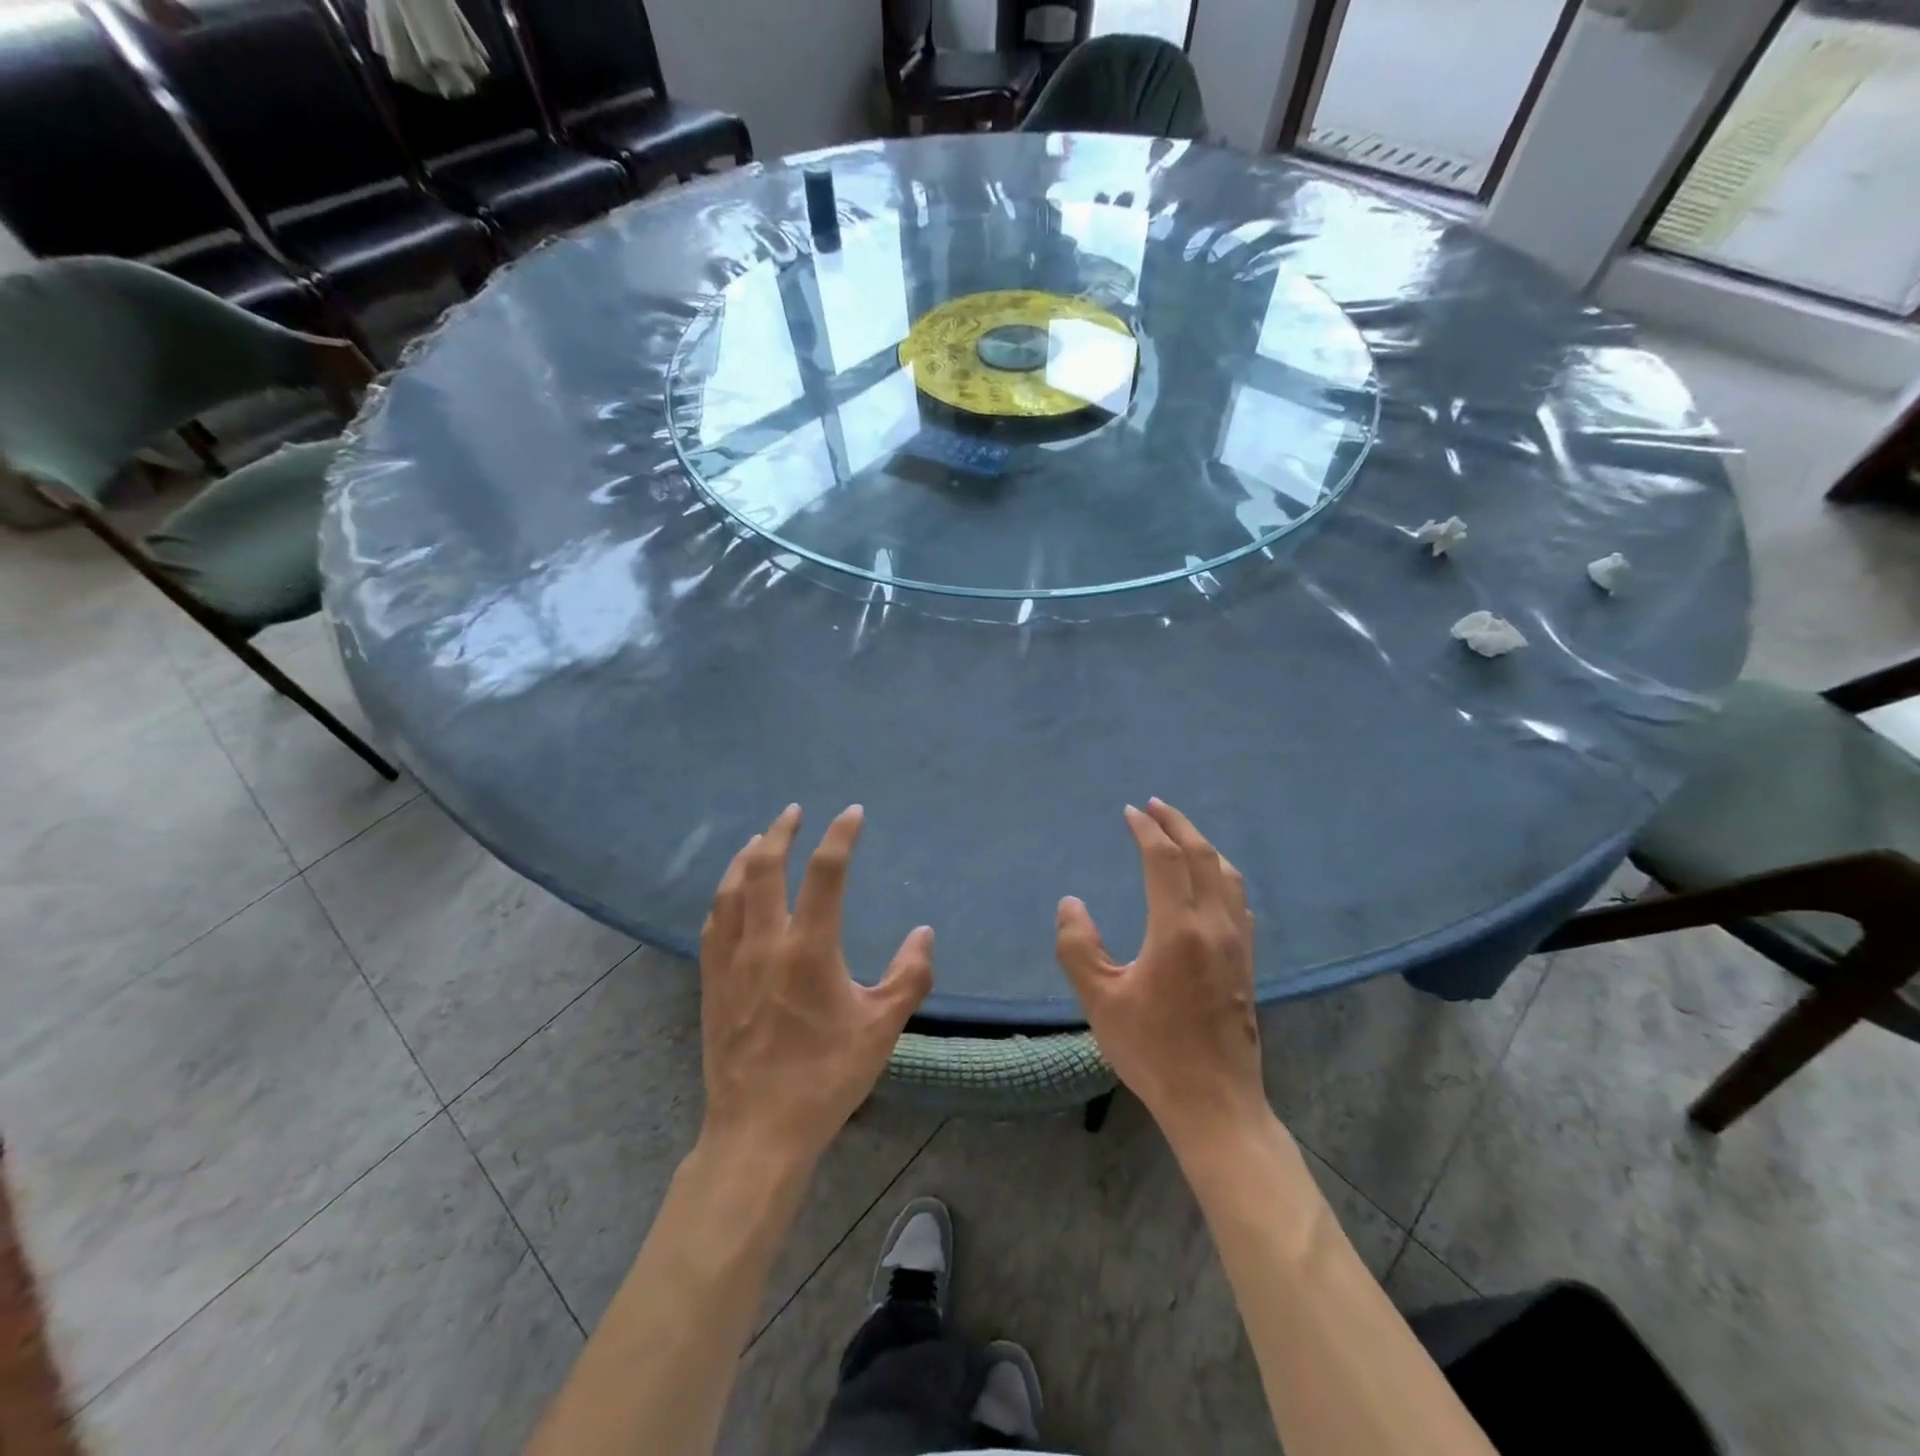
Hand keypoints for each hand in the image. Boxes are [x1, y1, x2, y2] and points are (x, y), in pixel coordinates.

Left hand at [698, 804, 933, 1165]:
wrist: (758, 1130)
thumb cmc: (825, 1077)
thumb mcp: (882, 1029)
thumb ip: (910, 976)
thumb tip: (923, 933)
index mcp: (808, 949)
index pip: (825, 873)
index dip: (840, 836)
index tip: (852, 813)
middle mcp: (764, 943)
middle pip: (765, 869)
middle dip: (780, 832)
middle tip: (794, 812)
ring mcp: (731, 961)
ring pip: (731, 890)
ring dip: (747, 857)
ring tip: (760, 839)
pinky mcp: (712, 983)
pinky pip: (713, 923)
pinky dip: (724, 894)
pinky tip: (730, 894)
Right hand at [1055, 799, 1265, 1148]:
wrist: (1215, 1104)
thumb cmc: (1153, 1051)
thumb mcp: (1100, 1001)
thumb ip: (1078, 947)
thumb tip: (1071, 903)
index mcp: (1178, 930)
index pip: (1165, 860)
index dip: (1146, 830)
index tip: (1130, 812)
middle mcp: (1215, 926)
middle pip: (1202, 857)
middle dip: (1178, 825)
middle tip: (1155, 806)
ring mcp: (1238, 944)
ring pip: (1227, 876)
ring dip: (1203, 846)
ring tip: (1182, 835)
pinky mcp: (1247, 964)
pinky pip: (1239, 901)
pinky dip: (1222, 876)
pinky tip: (1213, 885)